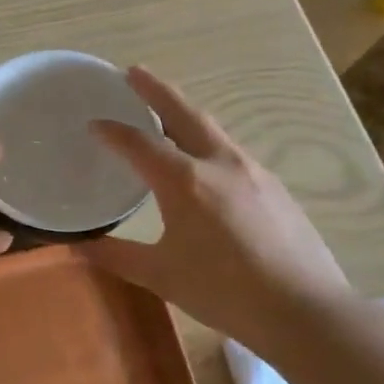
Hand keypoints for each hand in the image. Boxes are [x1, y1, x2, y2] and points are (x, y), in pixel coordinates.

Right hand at [80, 67, 351, 339]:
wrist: (305, 311)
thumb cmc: (225, 292)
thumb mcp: (162, 276)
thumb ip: (117, 256)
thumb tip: (78, 248)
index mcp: (185, 181)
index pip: (139, 144)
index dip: (112, 131)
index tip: (94, 123)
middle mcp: (219, 163)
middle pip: (183, 113)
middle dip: (156, 90)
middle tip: (134, 72)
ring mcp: (253, 171)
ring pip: (212, 129)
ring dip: (184, 113)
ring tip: (166, 111)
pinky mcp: (275, 187)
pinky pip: (231, 151)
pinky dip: (208, 141)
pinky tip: (206, 162)